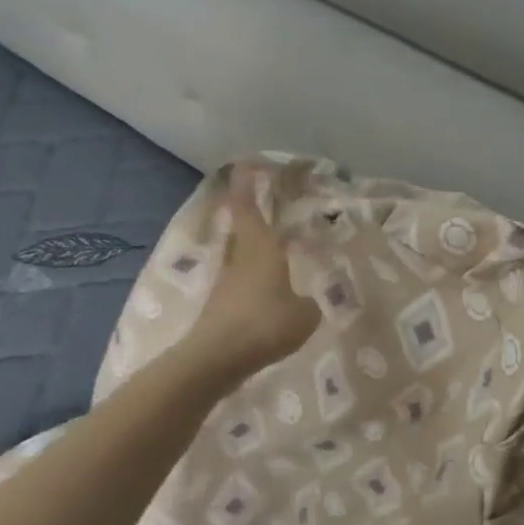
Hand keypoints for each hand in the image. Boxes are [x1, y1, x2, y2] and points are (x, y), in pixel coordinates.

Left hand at [191, 181, 320, 377]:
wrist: (216, 360)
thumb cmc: (264, 324)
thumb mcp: (304, 315)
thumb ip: (308, 304)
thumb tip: (305, 303)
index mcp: (261, 249)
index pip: (249, 207)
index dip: (247, 184)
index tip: (248, 164)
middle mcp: (240, 259)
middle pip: (243, 228)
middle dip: (251, 212)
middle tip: (266, 200)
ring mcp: (227, 283)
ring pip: (242, 255)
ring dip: (254, 248)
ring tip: (275, 248)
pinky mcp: (220, 307)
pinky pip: (241, 282)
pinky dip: (254, 279)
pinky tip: (269, 292)